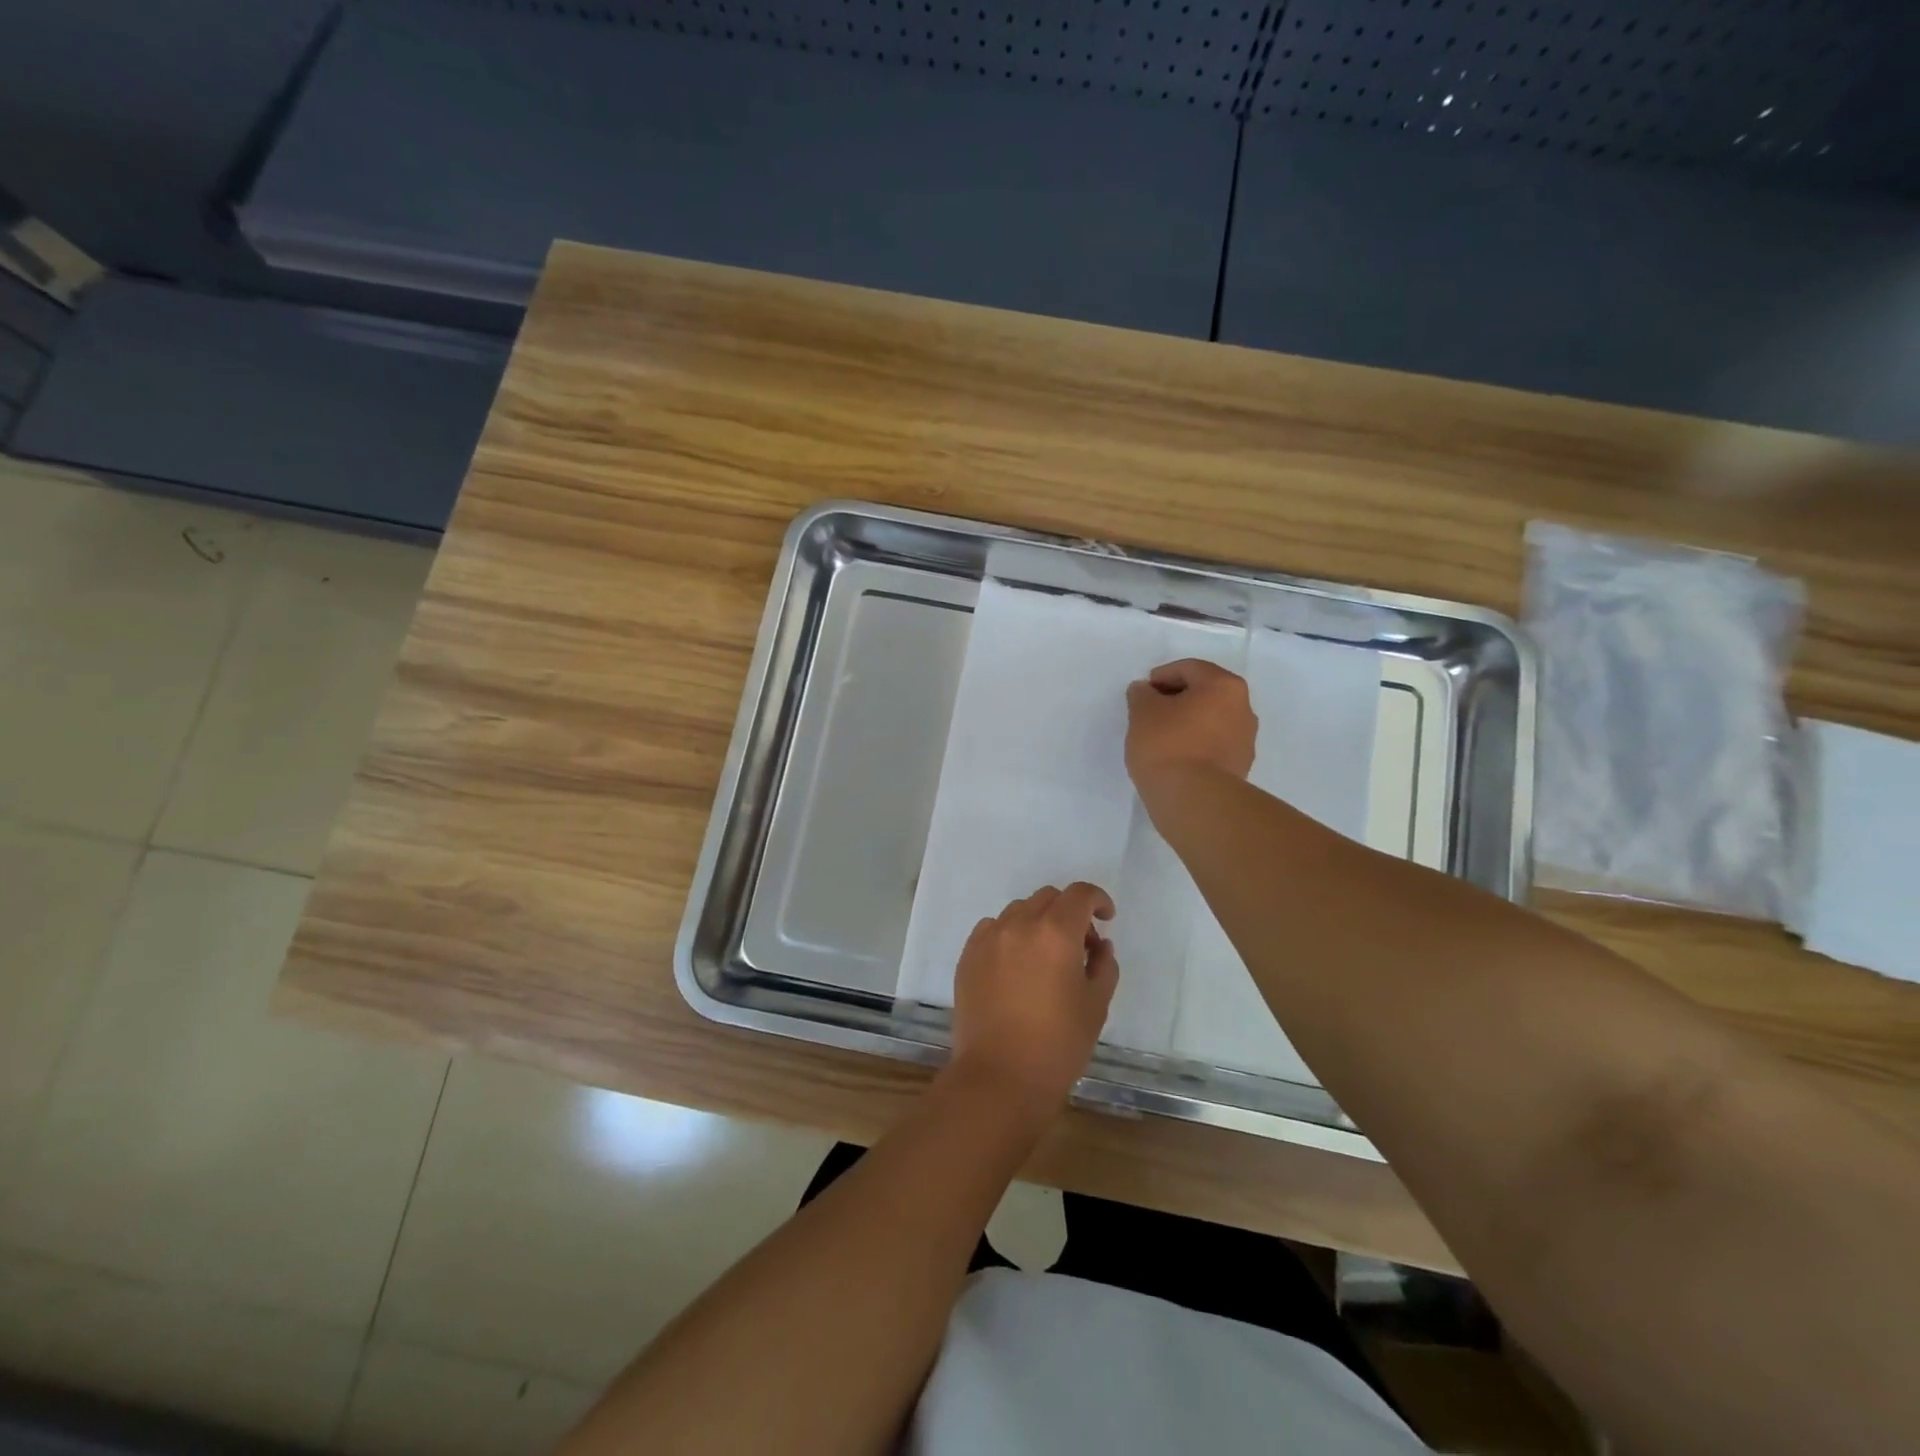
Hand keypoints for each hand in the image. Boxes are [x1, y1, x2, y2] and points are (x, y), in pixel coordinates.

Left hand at [948, 883, 1118, 1116]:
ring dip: (1038, 922)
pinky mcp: (968, 956)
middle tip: (1080, 946)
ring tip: (1045, 958)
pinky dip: (1010, 935)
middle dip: (1069, 913)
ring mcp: (988, 938)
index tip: (1106, 919)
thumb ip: (1103, 966)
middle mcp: (1019, 925)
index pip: (1079, 895)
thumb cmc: (1058, 1045)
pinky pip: (992, 929)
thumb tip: (1099, 946)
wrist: (999, 1077)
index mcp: (1055, 933)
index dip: (1097, 900)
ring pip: (1019, 910)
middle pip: (1048, 898)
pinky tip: (1016, 966)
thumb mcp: (1096, 1006)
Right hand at [1124, 658, 1257, 788]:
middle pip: (1205, 693)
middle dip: (1176, 699)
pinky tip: (1175, 757)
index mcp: (1224, 686)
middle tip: (1149, 712)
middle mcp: (1243, 708)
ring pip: (1211, 720)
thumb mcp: (1142, 711)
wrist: (1193, 799)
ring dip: (1188, 722)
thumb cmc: (1167, 744)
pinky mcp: (1240, 766)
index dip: (1161, 676)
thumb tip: (1146, 691)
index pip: (1189, 669)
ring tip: (1160, 737)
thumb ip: (1142, 694)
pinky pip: (1214, 744)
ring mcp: (1245, 740)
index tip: (1141, 693)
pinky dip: (1195, 744)